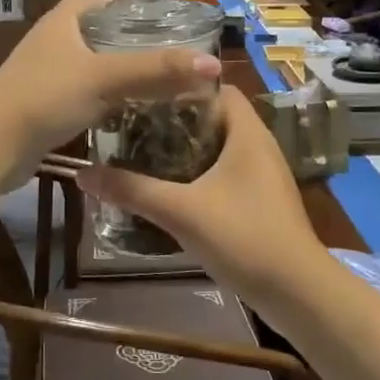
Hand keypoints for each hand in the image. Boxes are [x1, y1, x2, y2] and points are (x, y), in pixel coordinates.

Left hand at [0, 0, 221, 203]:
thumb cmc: (46, 96)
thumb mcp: (105, 78)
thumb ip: (156, 70)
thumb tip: (212, 64)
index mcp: (64, 19)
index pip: (106, 4)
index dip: (135, 14)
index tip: (168, 32)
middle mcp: (53, 39)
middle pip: (102, 37)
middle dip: (134, 50)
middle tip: (172, 67)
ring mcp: (45, 73)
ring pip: (93, 68)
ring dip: (120, 79)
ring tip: (159, 92)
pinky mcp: (42, 104)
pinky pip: (82, 95)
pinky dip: (103, 102)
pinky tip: (126, 117)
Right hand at [74, 84, 327, 307]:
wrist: (298, 293)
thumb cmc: (244, 237)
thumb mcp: (181, 212)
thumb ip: (132, 190)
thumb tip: (82, 173)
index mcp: (247, 133)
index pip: (217, 88)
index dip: (183, 85)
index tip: (145, 93)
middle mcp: (259, 145)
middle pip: (214, 116)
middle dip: (176, 119)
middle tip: (135, 122)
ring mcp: (264, 174)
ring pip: (220, 146)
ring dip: (187, 148)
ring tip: (144, 151)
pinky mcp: (262, 200)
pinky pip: (227, 171)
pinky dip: (200, 172)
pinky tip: (172, 188)